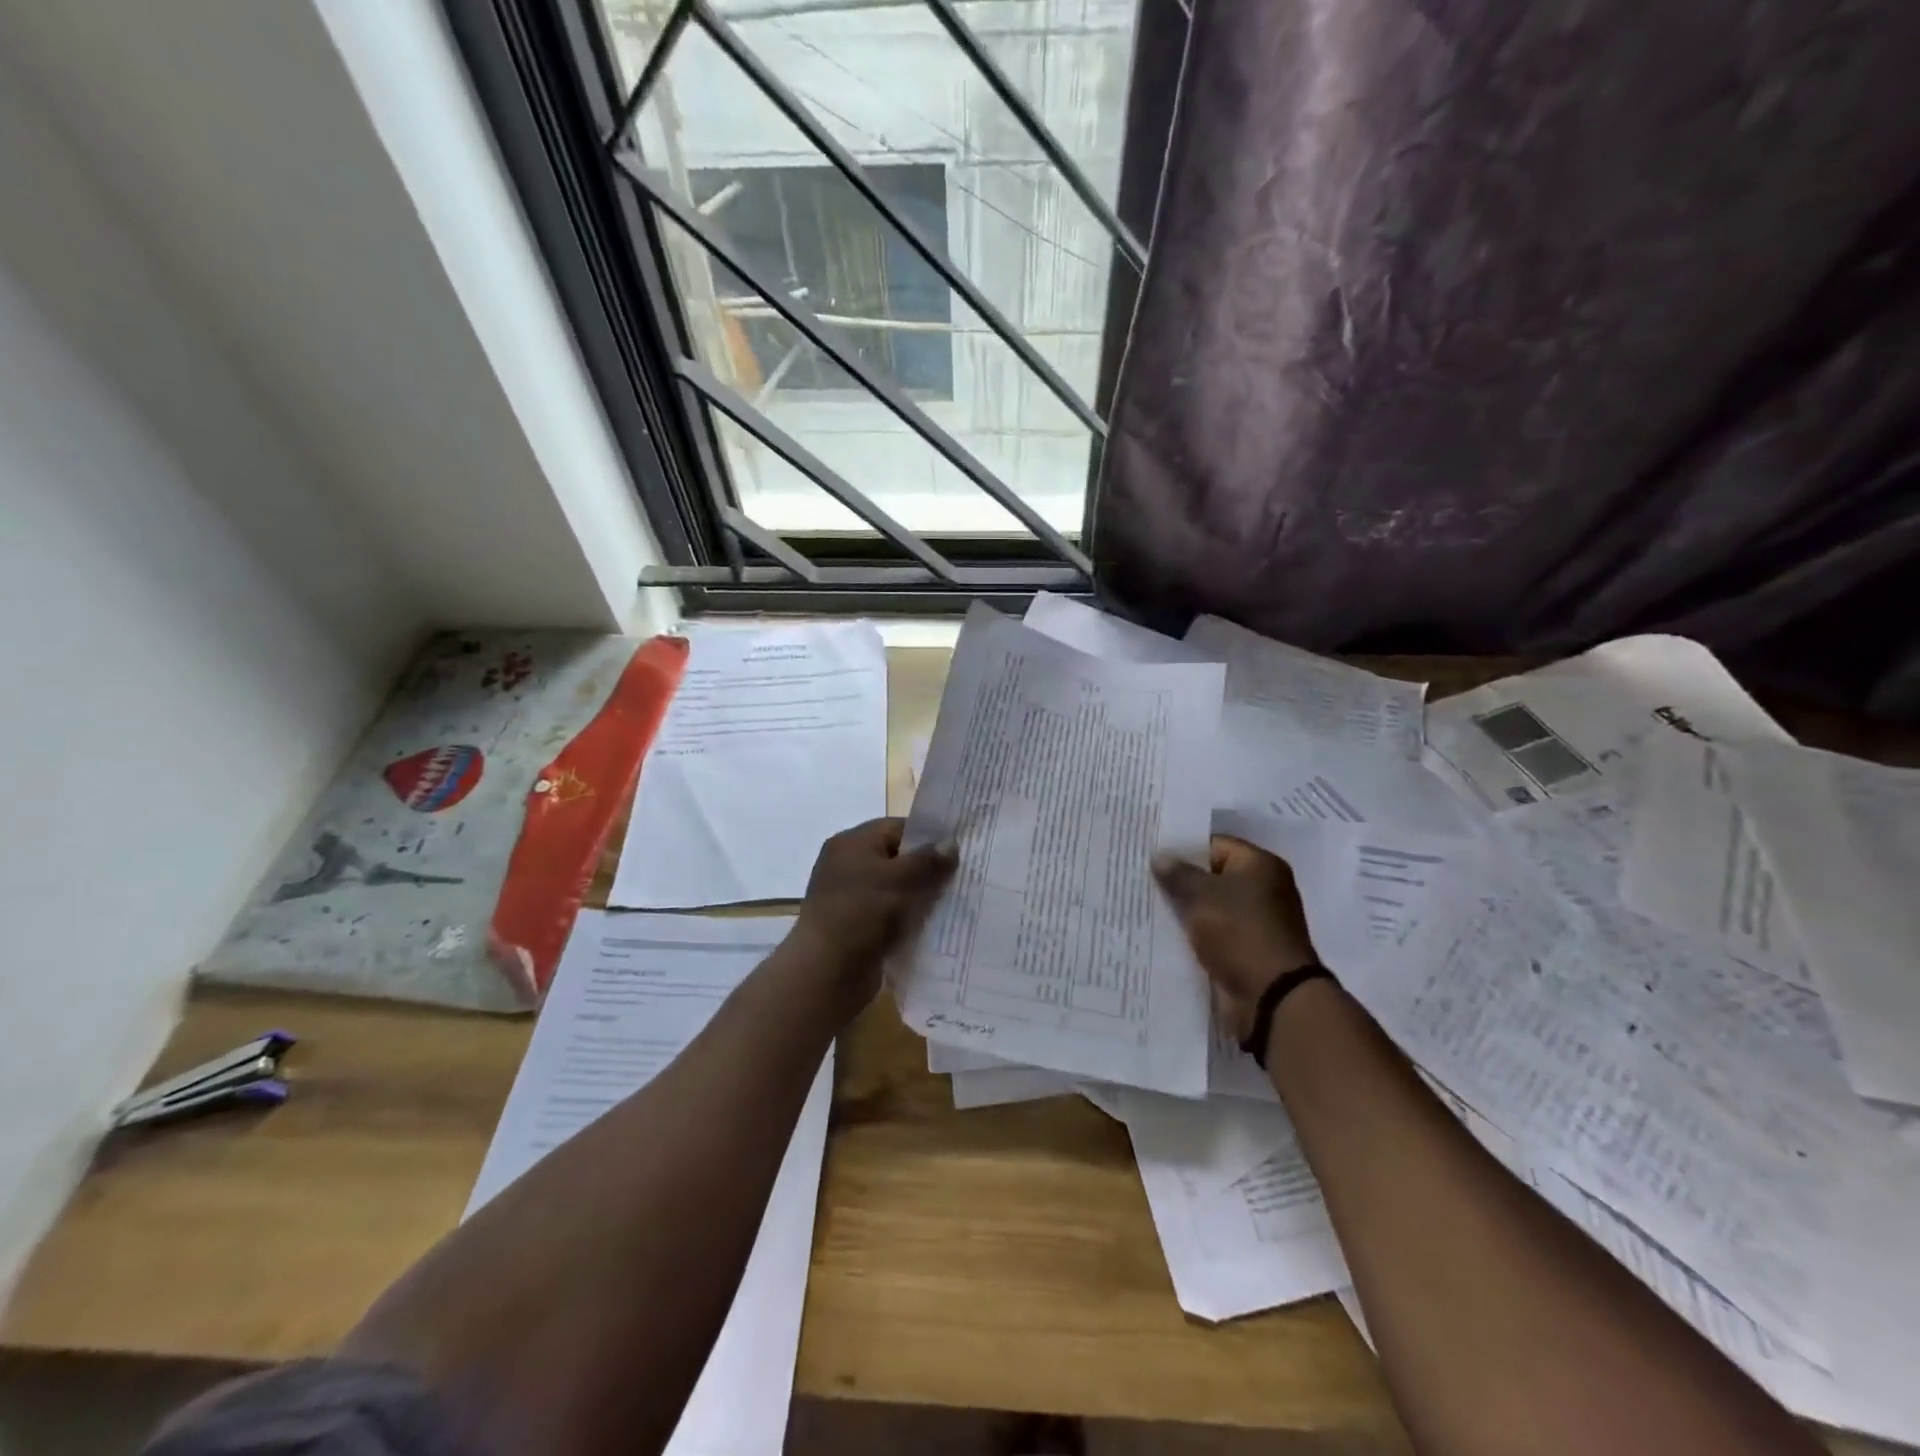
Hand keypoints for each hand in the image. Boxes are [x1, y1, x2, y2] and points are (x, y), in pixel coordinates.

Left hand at [789, 817, 956, 1013]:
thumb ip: (928, 860)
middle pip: (897, 858)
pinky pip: (889, 913)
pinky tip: (932, 926)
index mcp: (852, 843)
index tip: (958, 851)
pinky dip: (908, 918)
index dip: (928, 837)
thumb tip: (951, 843)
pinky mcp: (856, 925)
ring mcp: (850, 897)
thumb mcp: (899, 880)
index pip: (897, 828)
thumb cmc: (861, 913)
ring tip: (953, 902)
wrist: (826, 973)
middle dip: (927, 868)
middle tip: (961, 878)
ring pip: (895, 888)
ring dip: (920, 896)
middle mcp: (848, 865)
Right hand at [1153, 836, 1319, 1042]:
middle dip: (1180, 880)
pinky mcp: (1246, 950)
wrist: (1272, 997)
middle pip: (1212, 876)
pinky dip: (1193, 933)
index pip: (1214, 845)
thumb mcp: (1202, 896)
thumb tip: (1160, 857)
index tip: (1150, 855)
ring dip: (1185, 910)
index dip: (1182, 848)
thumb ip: (1178, 874)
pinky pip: (1213, 933)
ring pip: (1210, 907)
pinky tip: (1163, 933)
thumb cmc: (1239, 932)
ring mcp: (1255, 922)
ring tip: (1146, 905)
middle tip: (1142, 878)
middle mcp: (1262, 889)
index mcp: (1260, 866)